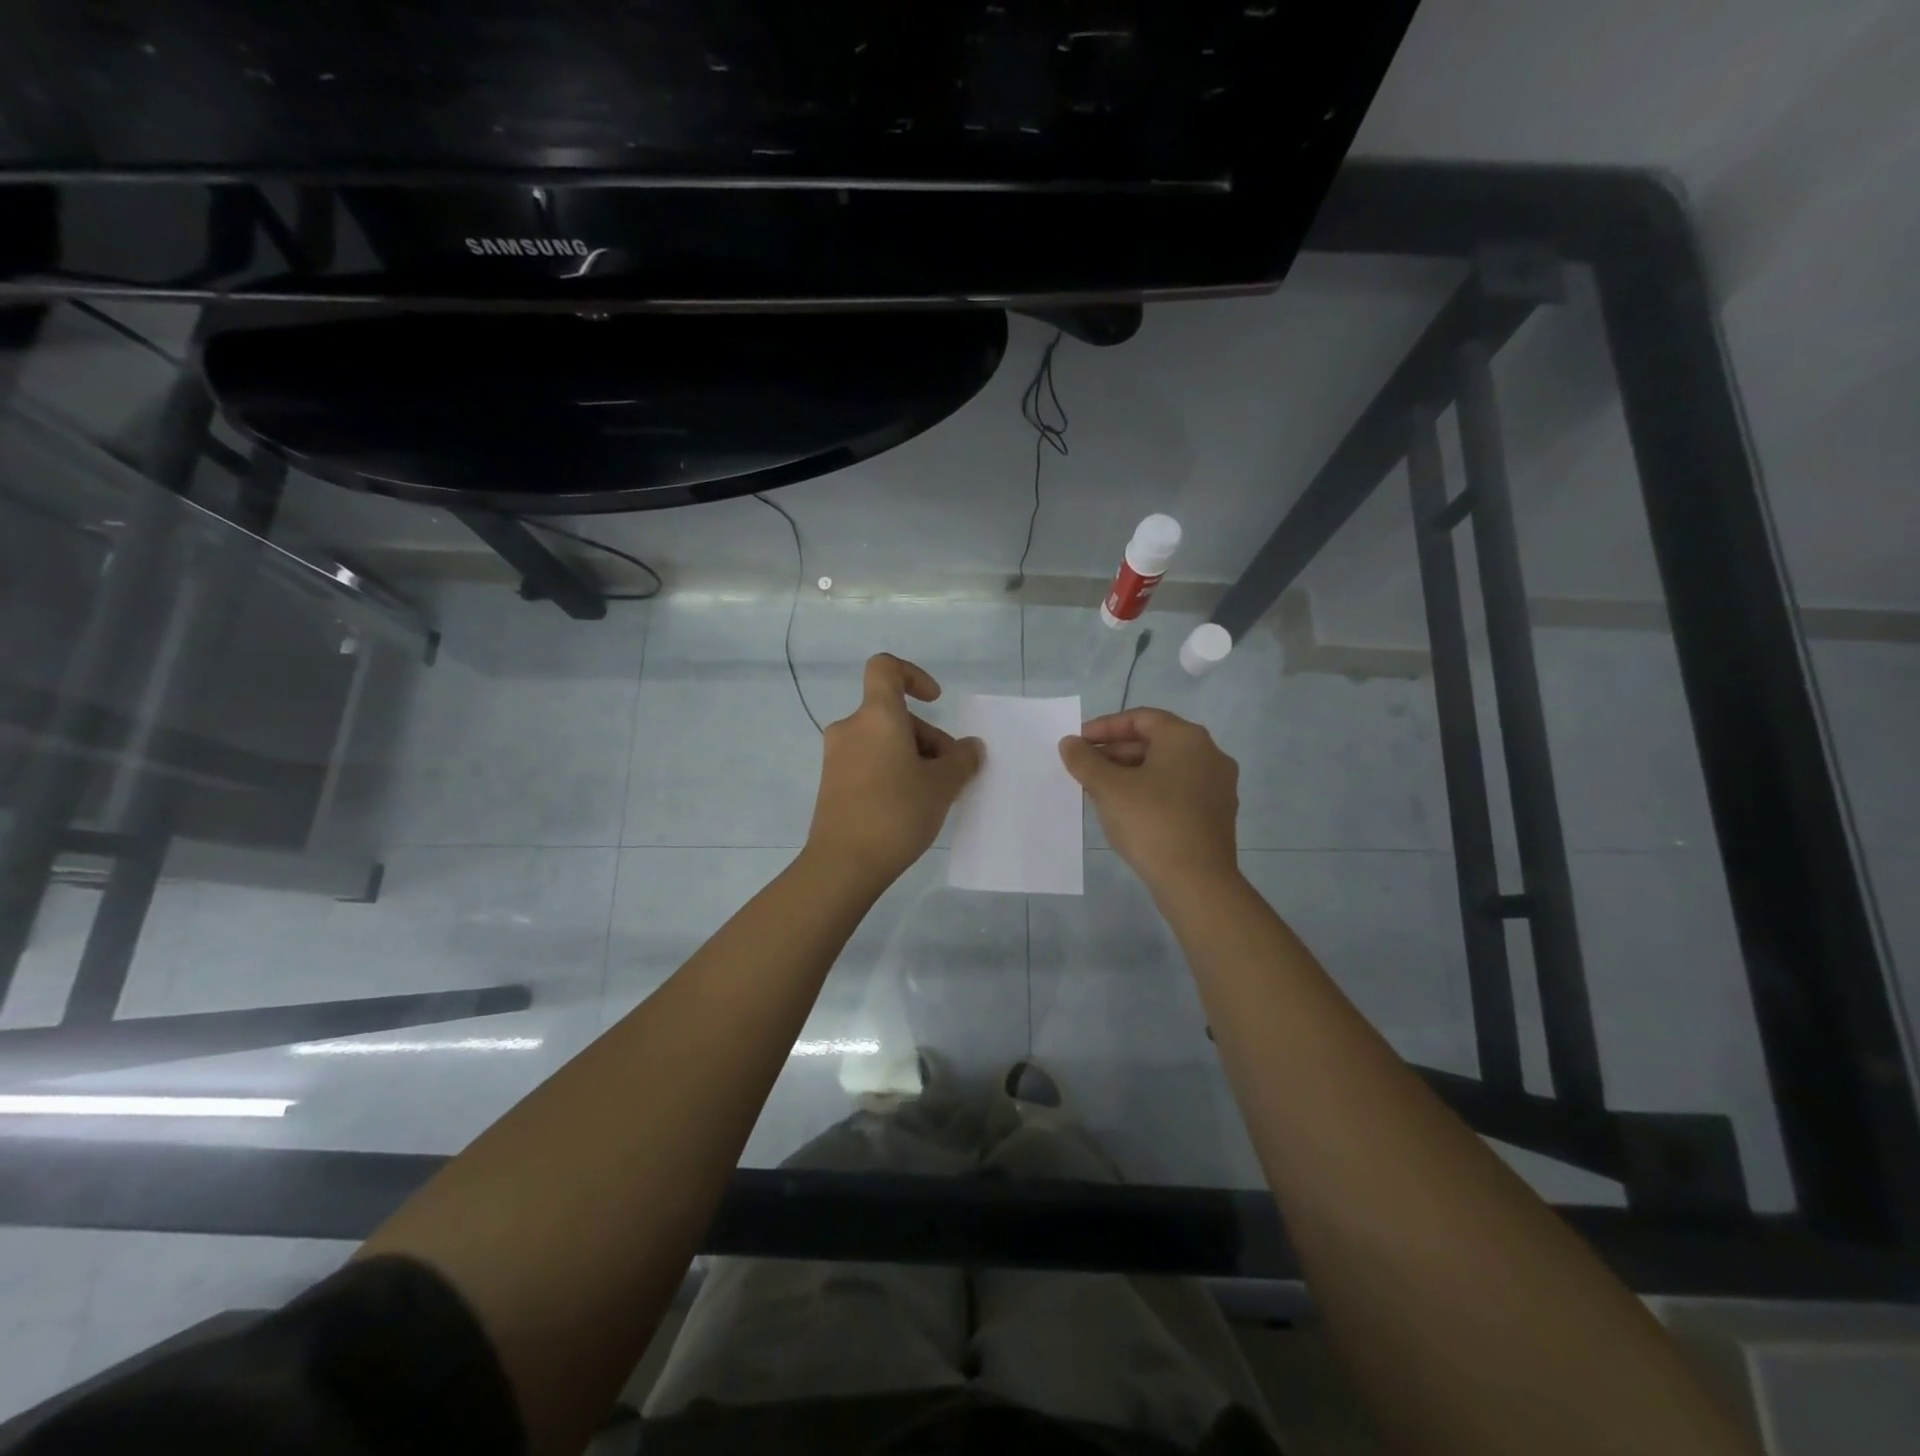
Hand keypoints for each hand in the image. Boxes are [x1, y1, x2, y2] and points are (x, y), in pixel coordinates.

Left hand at [805, 654, 984, 887]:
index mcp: (877, 716)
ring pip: (883, 741)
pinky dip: (892, 771)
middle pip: (894, 715)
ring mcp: (836, 756)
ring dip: (912, 757)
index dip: (913, 676)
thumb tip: (970, 748)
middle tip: (950, 775)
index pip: (886, 668)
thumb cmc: (896, 813)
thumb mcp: (942, 785)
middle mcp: (851, 728)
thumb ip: (962, 760)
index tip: (935, 701)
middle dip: (927, 738)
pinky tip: (909, 806)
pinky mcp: (832, 783)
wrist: (843, 864)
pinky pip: (869, 762)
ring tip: (934, 795)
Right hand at [1059, 708, 1240, 893]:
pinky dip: (1149, 792)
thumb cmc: (1151, 823)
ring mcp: (1218, 786)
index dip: (1104, 727)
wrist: (1197, 882)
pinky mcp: (1216, 815)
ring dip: (1130, 773)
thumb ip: (1085, 760)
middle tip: (1084, 768)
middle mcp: (1209, 755)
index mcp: (1186, 738)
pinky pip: (1177, 791)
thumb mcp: (1109, 788)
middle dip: (1115, 752)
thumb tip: (1070, 743)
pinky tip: (1125, 811)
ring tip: (1098, 790)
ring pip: (1165, 768)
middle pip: (1154, 742)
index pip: (1140, 718)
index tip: (1078, 743)